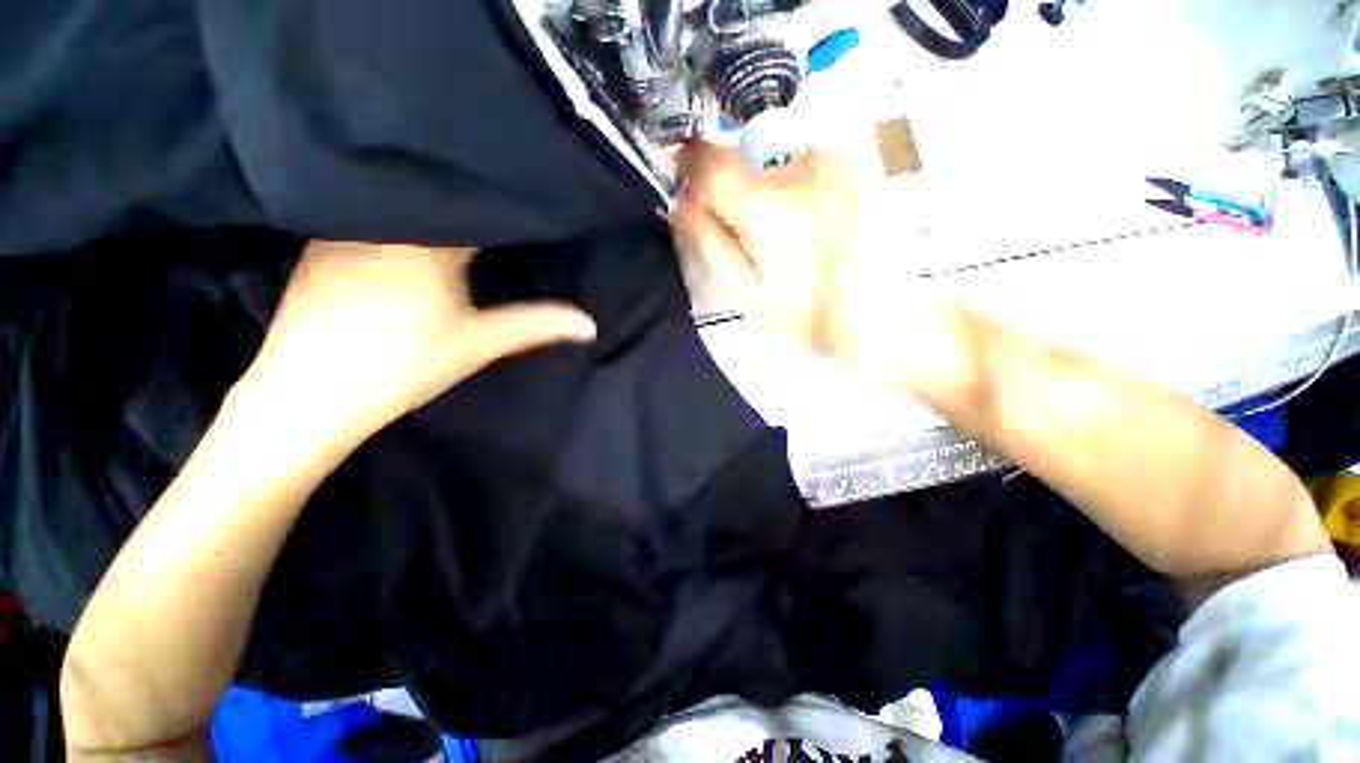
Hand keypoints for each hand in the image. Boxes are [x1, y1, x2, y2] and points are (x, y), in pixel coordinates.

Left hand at [239, 241, 595, 439]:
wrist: (309, 394)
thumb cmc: (404, 366)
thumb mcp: (480, 343)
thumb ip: (537, 324)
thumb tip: (590, 324)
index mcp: (429, 241)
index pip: (477, 209)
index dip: (505, 208)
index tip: (528, 208)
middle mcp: (386, 223)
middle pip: (437, 202)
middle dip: (470, 208)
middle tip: (500, 213)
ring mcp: (345, 229)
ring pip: (401, 206)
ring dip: (431, 212)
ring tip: (459, 219)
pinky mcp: (318, 245)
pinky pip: (368, 218)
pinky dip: (396, 221)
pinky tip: (408, 234)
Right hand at [672, 142, 971, 399]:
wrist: (883, 313)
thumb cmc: (807, 313)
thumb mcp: (744, 290)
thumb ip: (707, 240)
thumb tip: (682, 201)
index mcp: (766, 203)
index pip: (705, 156)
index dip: (685, 167)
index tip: (683, 187)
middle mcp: (797, 165)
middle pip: (735, 152)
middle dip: (722, 182)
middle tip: (734, 226)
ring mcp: (827, 159)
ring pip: (764, 156)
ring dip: (754, 184)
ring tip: (773, 230)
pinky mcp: (845, 165)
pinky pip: (792, 161)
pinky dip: (782, 183)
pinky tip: (798, 222)